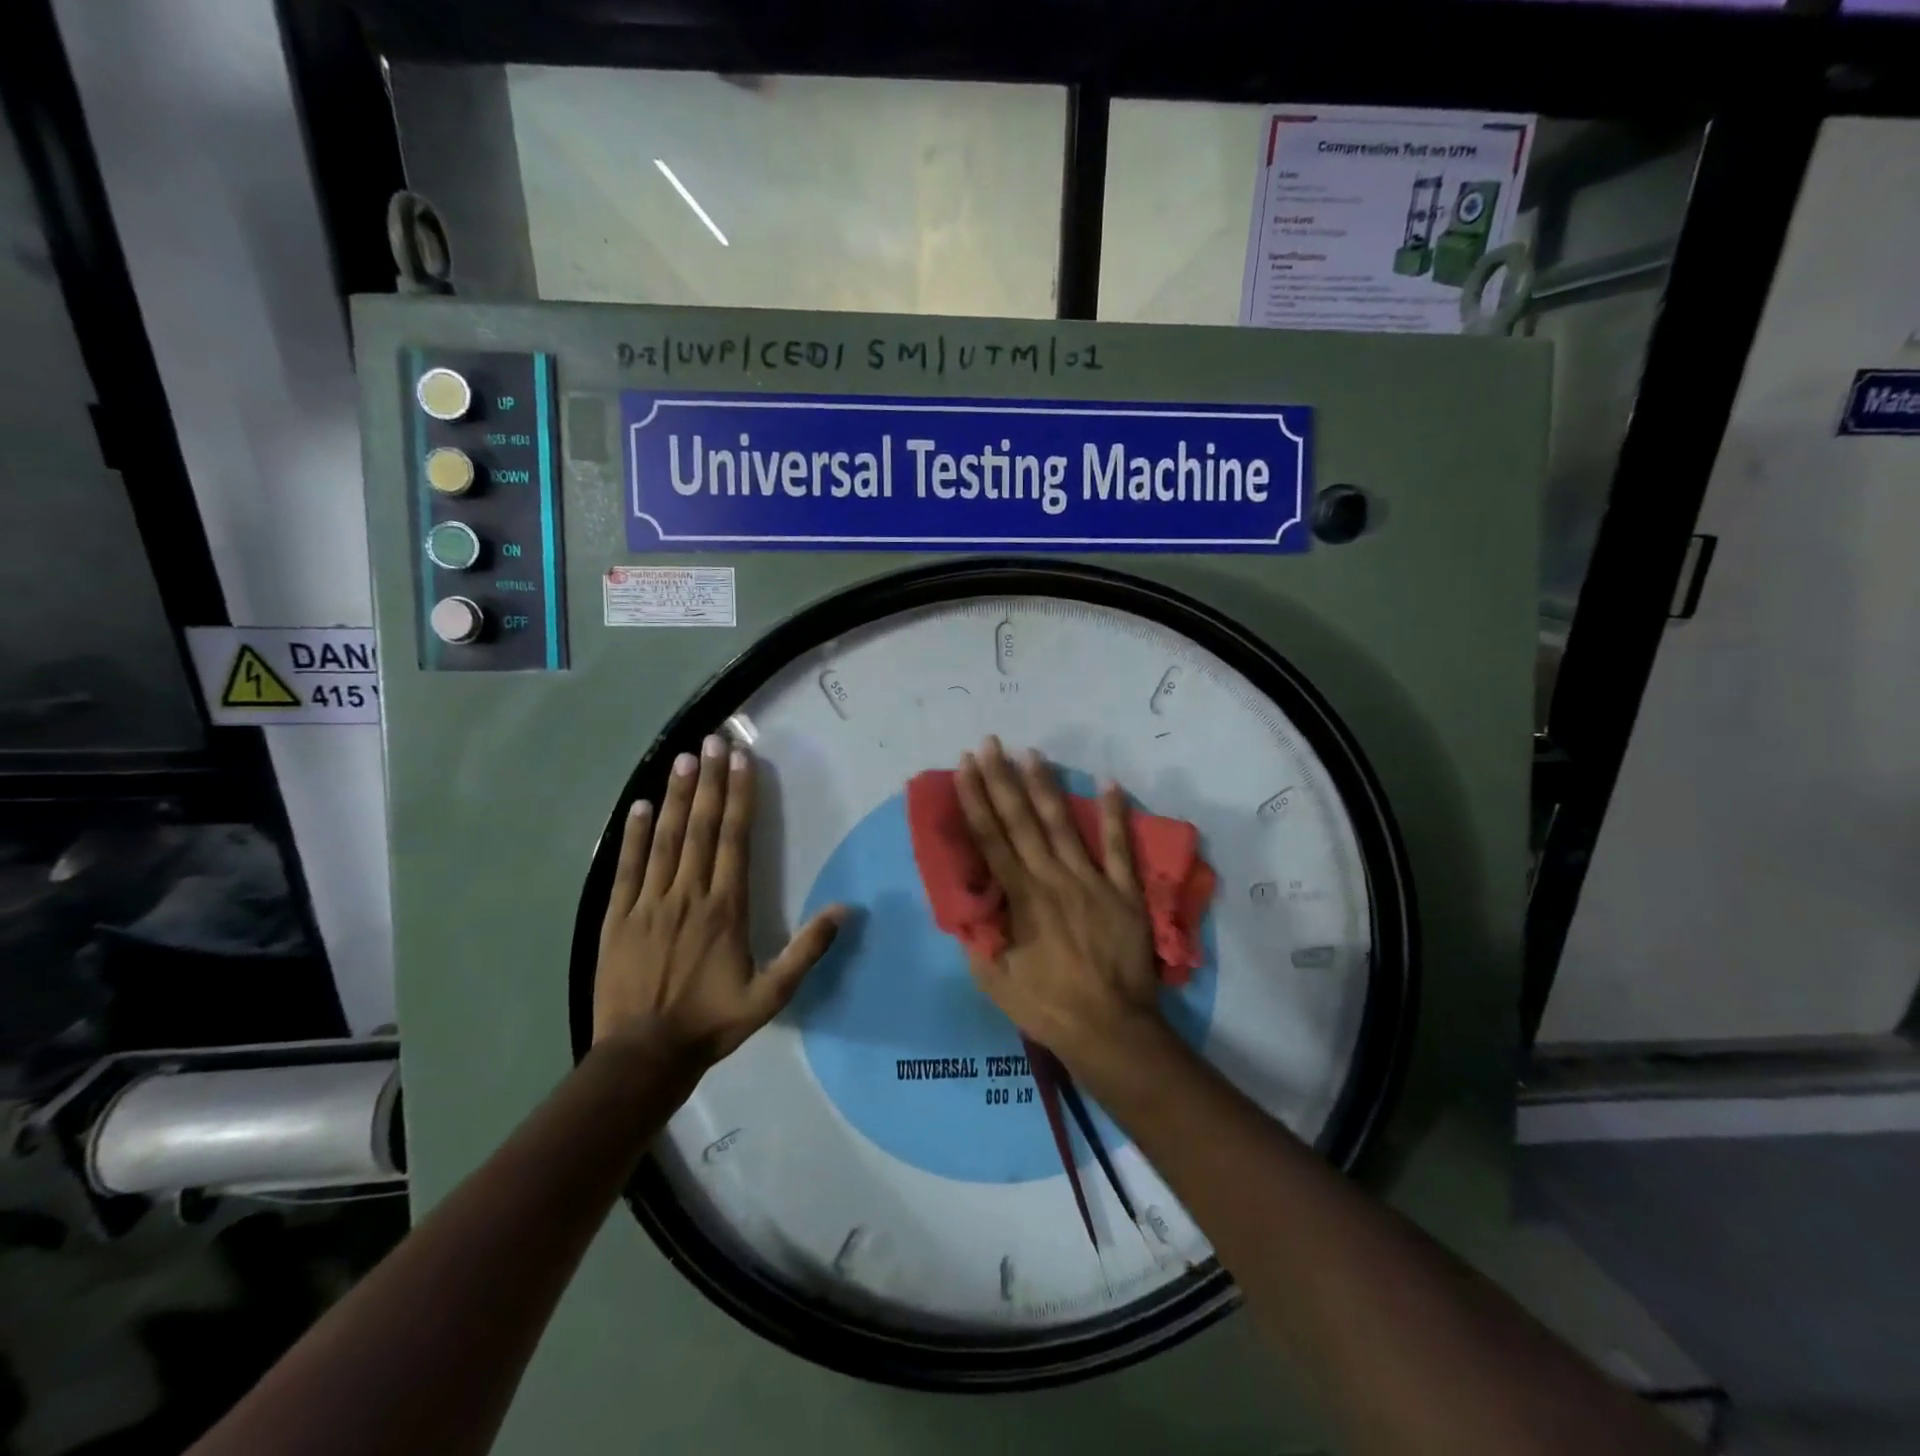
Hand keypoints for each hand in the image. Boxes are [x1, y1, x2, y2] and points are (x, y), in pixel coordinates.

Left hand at [595, 734, 845, 1066]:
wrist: (643, 1055)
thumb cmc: (712, 1021)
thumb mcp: (770, 994)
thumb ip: (807, 951)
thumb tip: (844, 909)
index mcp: (725, 908)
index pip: (734, 839)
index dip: (739, 797)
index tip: (741, 760)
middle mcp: (688, 894)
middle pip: (700, 827)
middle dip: (710, 781)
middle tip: (712, 741)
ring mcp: (649, 903)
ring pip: (665, 839)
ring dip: (676, 796)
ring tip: (683, 759)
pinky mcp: (617, 917)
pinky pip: (628, 867)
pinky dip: (634, 834)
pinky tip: (639, 805)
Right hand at [954, 737, 1170, 1081]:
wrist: (1110, 1029)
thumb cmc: (1046, 1006)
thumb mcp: (993, 979)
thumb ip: (979, 934)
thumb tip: (968, 899)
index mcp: (1019, 898)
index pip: (990, 839)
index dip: (975, 800)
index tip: (964, 767)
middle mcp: (1052, 878)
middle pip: (1021, 821)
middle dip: (1001, 780)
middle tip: (989, 744)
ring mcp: (1092, 881)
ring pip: (1063, 824)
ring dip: (1045, 786)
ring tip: (1031, 753)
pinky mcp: (1124, 890)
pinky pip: (1118, 847)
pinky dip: (1115, 814)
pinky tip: (1108, 782)